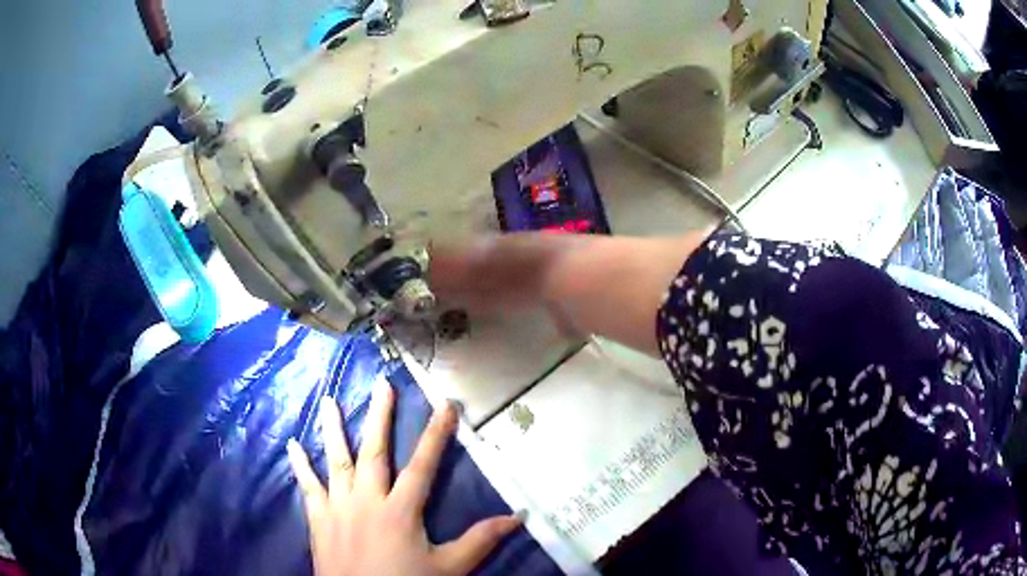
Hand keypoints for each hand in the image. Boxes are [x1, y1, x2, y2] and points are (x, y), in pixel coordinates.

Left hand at [287, 381, 522, 575]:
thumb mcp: (450, 568)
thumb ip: (481, 540)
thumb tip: (518, 517)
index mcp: (400, 509)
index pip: (422, 465)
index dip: (436, 434)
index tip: (444, 404)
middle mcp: (367, 499)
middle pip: (374, 452)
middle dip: (380, 417)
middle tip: (382, 385)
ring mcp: (338, 506)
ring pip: (336, 460)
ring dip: (334, 429)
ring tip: (328, 400)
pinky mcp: (318, 518)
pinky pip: (307, 486)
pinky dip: (300, 465)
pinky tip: (292, 444)